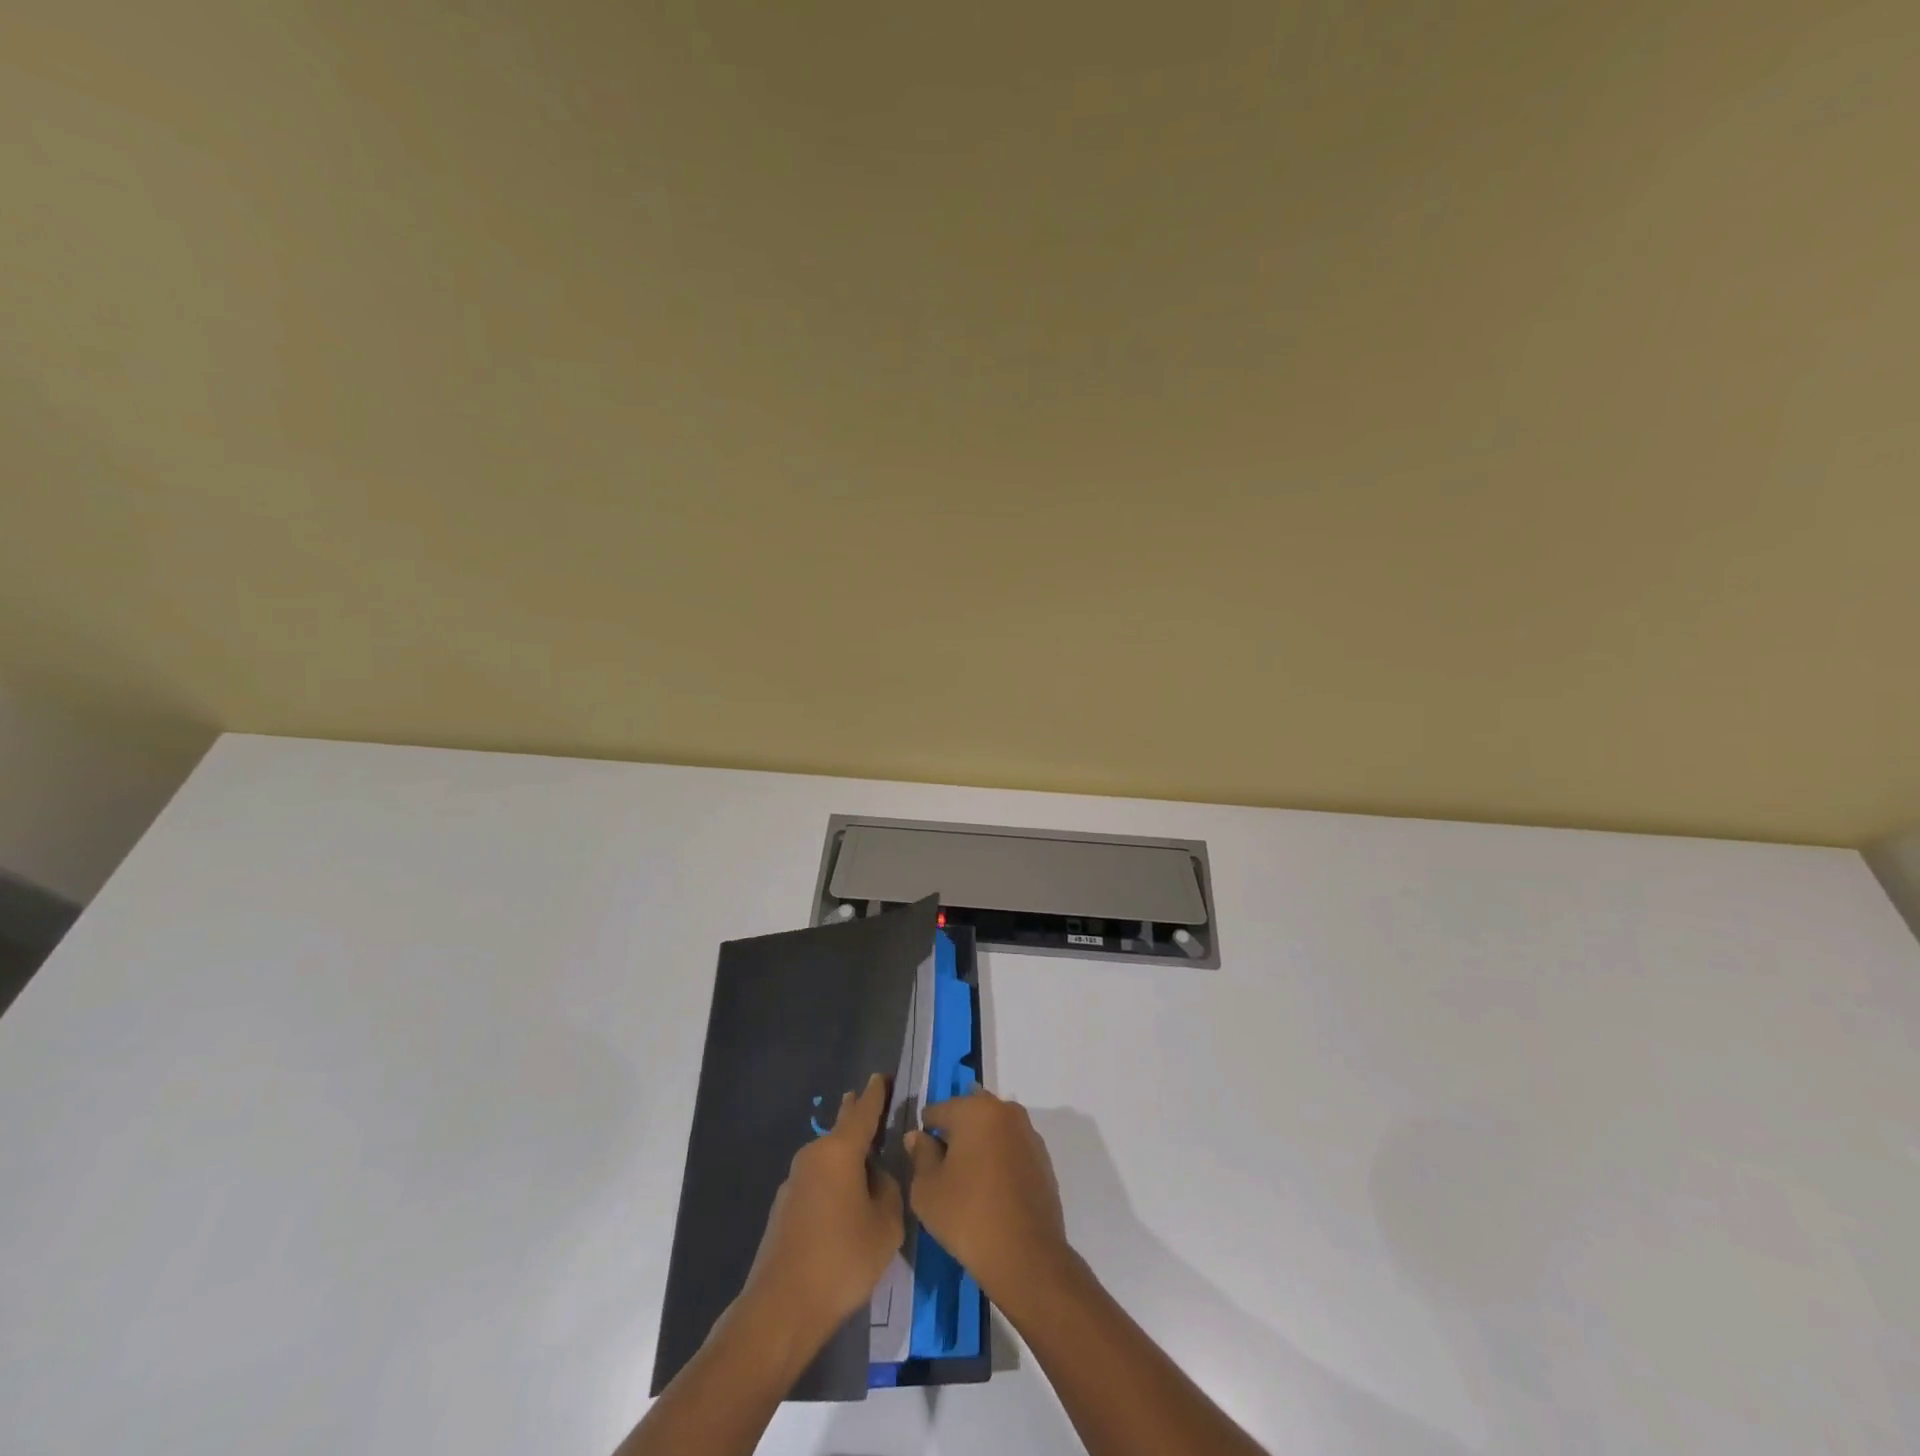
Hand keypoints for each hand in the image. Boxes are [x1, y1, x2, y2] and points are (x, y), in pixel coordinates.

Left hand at [738, 1072, 903, 1351]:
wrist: (781, 1308)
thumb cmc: (842, 1260)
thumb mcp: (886, 1225)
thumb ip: (889, 1190)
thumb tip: (876, 1176)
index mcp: (840, 1151)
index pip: (863, 1111)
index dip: (876, 1093)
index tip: (881, 1075)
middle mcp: (814, 1156)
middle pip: (841, 1128)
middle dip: (856, 1115)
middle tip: (869, 1103)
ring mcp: (794, 1181)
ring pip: (829, 1158)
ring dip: (846, 1157)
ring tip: (867, 1165)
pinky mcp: (784, 1208)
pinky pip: (818, 1182)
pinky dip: (834, 1182)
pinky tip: (844, 1206)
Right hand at [906, 1089, 1073, 1309]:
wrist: (1027, 1256)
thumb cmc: (967, 1216)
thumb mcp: (927, 1189)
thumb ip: (920, 1155)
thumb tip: (918, 1136)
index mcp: (975, 1109)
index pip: (938, 1110)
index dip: (925, 1133)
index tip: (921, 1158)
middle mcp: (1005, 1111)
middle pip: (969, 1113)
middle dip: (955, 1133)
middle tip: (944, 1168)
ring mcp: (1028, 1133)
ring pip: (993, 1129)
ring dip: (979, 1144)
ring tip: (968, 1180)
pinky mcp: (1043, 1159)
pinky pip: (1012, 1149)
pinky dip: (1000, 1159)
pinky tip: (992, 1190)